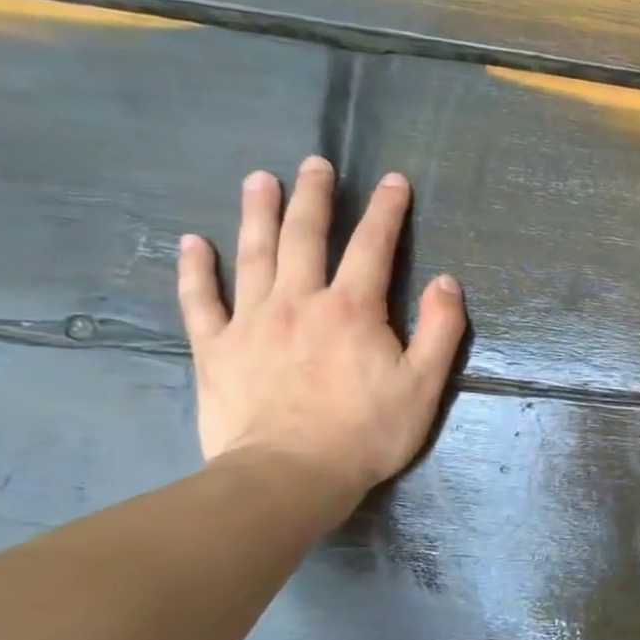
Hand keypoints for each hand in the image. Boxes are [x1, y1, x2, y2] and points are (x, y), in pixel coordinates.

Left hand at [176, 156, 466, 500]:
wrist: (290, 476)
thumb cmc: (368, 431)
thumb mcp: (425, 384)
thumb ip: (441, 329)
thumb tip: (447, 282)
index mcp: (352, 309)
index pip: (373, 246)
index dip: (386, 210)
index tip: (393, 180)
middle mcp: (299, 301)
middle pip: (305, 236)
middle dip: (314, 196)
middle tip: (315, 163)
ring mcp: (251, 322)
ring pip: (253, 255)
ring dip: (258, 213)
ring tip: (260, 180)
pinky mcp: (216, 348)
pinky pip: (200, 300)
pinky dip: (195, 269)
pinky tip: (192, 242)